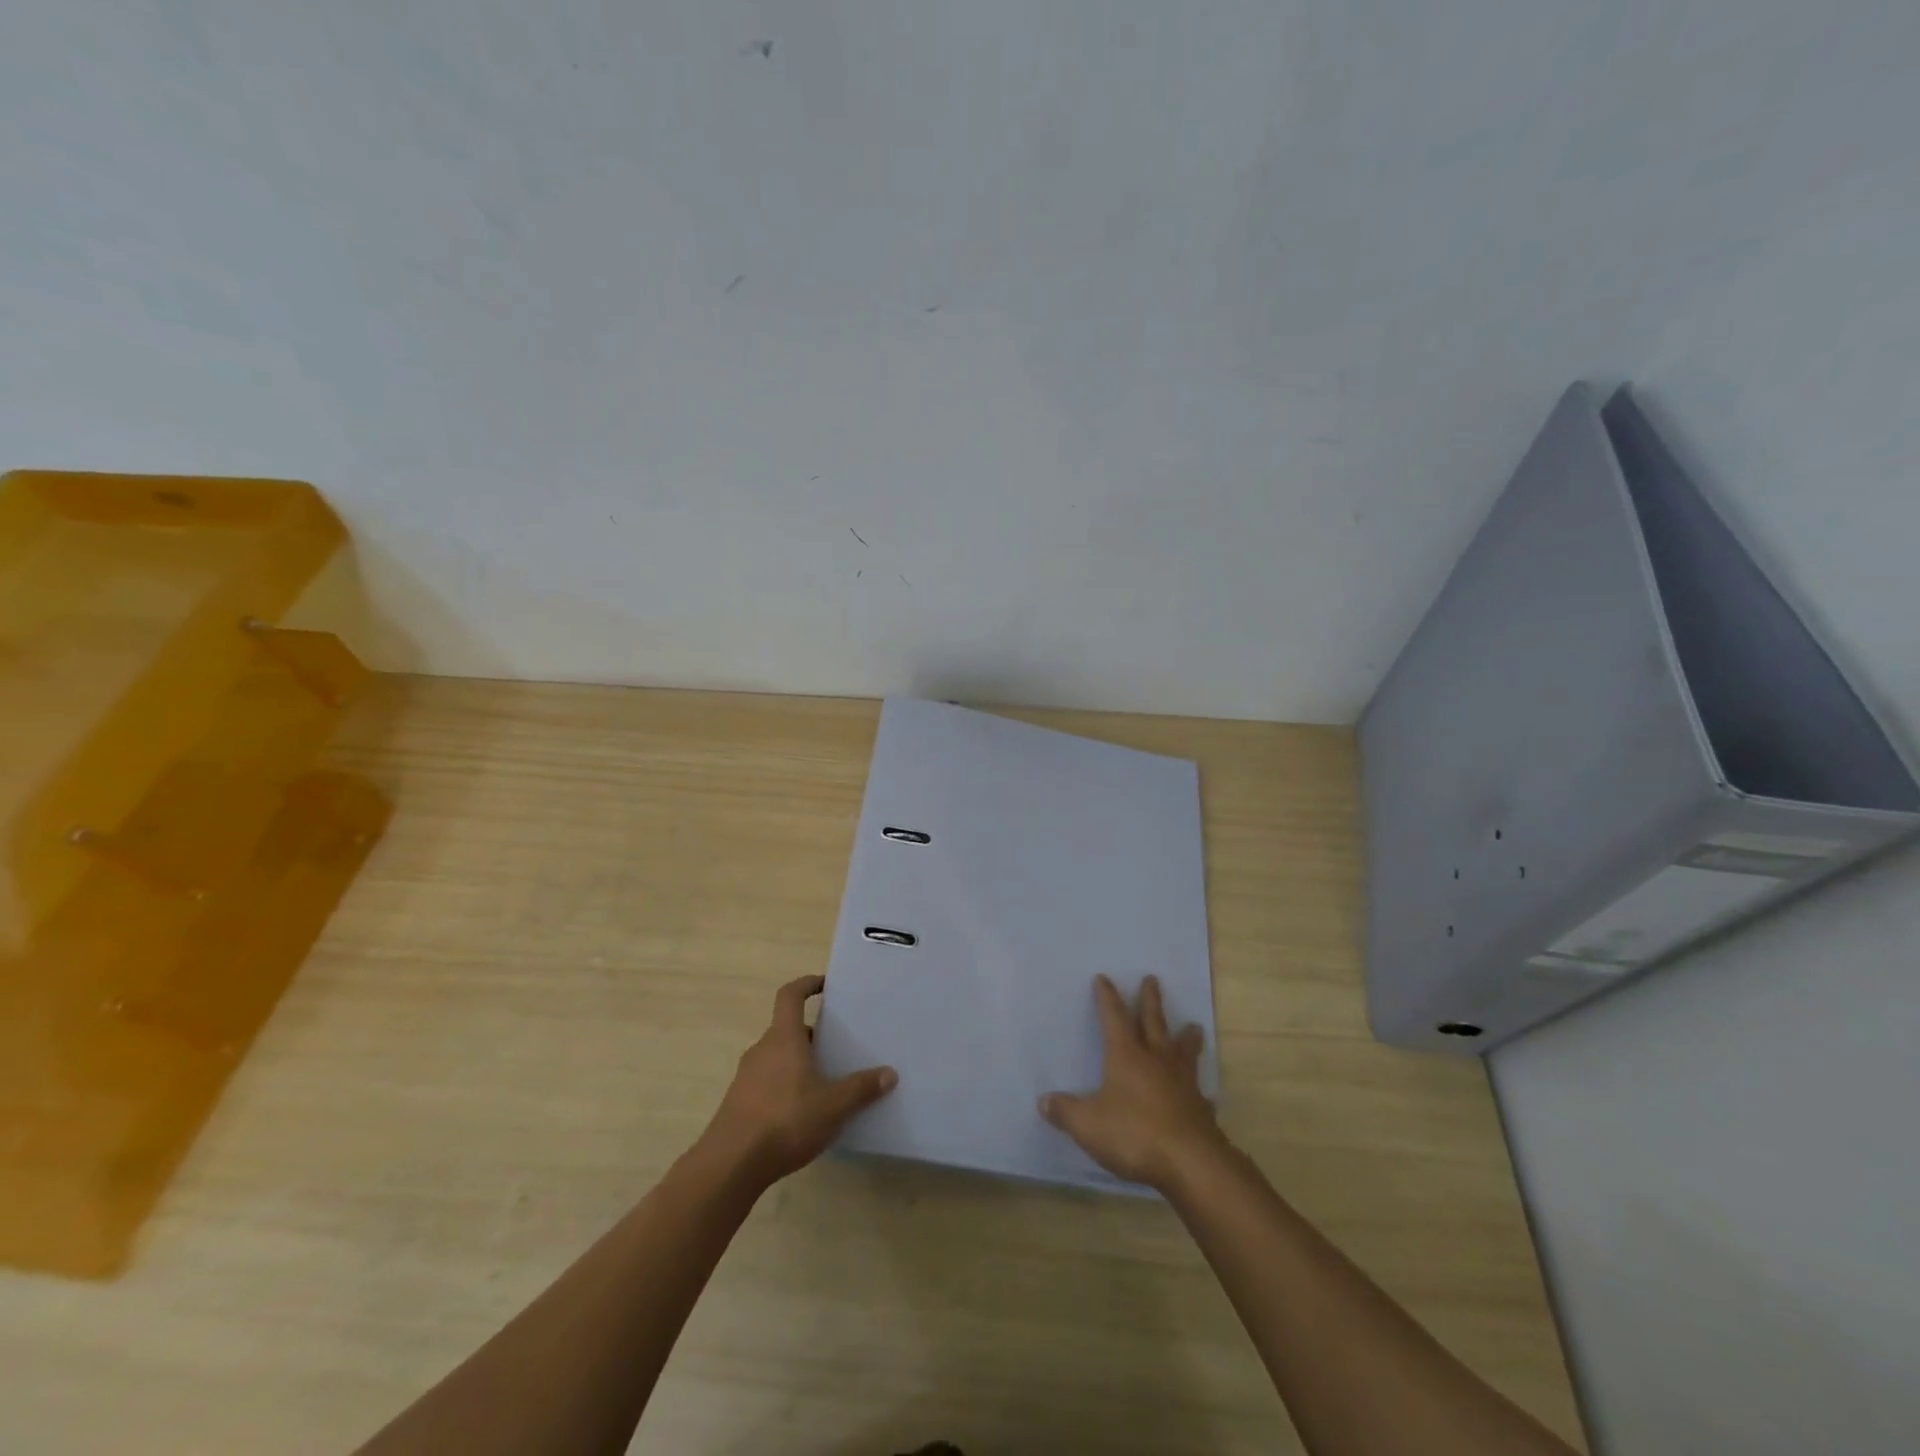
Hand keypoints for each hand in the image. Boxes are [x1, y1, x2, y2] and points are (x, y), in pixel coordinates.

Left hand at [703, 975, 897, 1186]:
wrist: (730, 1165)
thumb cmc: (786, 1120)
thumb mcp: (833, 1106)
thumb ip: (862, 1088)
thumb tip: (890, 1073)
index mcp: (783, 1037)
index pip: (790, 995)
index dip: (807, 984)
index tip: (825, 986)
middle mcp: (762, 1049)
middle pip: (787, 1029)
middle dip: (812, 1034)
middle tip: (837, 1046)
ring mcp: (746, 1077)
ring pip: (777, 1057)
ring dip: (798, 1062)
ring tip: (825, 1082)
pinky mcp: (739, 1103)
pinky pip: (768, 1082)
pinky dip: (786, 1086)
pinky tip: (803, 1113)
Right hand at [1041, 974, 1224, 1191]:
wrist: (1191, 1163)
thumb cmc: (1134, 1134)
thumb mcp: (1088, 1124)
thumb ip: (1066, 1111)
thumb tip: (1043, 1101)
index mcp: (1126, 1056)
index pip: (1114, 1018)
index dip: (1107, 997)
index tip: (1104, 978)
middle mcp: (1156, 1060)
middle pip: (1153, 1023)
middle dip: (1150, 1001)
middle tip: (1152, 979)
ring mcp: (1182, 1083)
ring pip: (1184, 1051)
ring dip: (1187, 1038)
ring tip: (1193, 1025)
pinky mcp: (1200, 1109)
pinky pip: (1200, 1093)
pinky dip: (1200, 1091)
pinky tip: (1206, 1095)